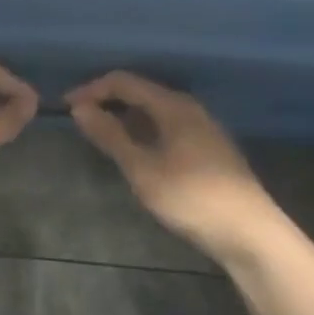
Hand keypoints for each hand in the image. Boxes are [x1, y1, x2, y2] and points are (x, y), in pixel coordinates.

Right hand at [65, 71, 277, 262]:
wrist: (248, 232)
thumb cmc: (191, 198)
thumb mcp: (143, 169)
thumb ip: (111, 136)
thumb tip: (80, 109)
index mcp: (174, 106)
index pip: (124, 82)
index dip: (92, 89)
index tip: (65, 107)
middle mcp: (189, 109)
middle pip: (141, 92)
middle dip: (107, 102)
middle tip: (79, 121)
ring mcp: (202, 128)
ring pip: (154, 112)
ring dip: (125, 118)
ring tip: (100, 136)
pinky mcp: (208, 149)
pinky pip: (166, 127)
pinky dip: (142, 132)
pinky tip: (134, 152)